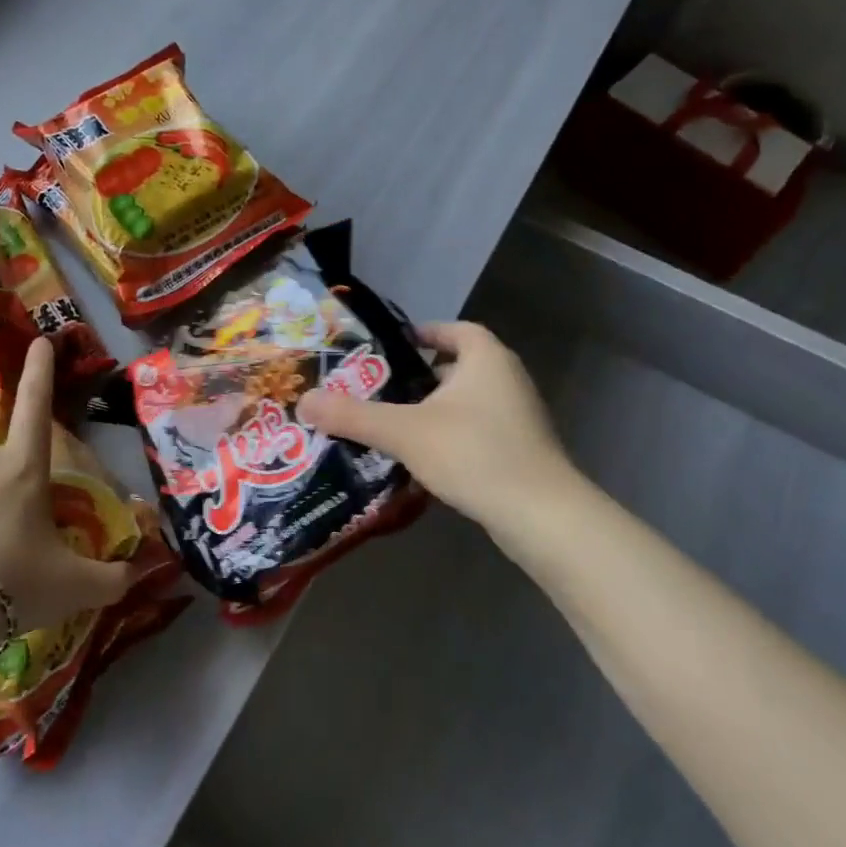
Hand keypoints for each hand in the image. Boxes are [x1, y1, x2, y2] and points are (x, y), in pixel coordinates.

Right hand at [297, 321, 582, 537]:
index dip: (423, 333)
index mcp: (486, 358)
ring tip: (392, 424)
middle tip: (379, 389)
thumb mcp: (405, 432)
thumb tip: (303, 400)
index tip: (391, 348)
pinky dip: (450, 436)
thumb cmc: (474, 454)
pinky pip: (477, 431)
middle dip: (419, 377)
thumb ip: (353, 415)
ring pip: (466, 402)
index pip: (453, 330)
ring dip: (433, 410)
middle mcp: (507, 379)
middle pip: (457, 366)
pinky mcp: (521, 450)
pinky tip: (422, 459)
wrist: (542, 516)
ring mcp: (518, 416)